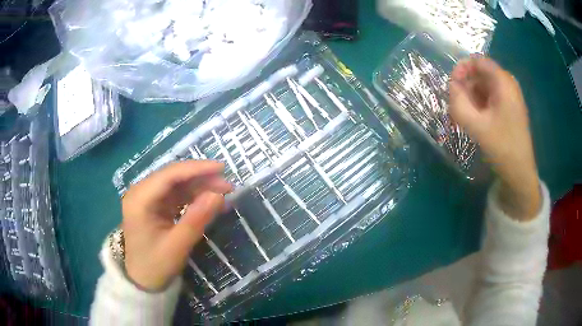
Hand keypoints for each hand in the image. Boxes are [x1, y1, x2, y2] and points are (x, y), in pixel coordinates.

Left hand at [121, 161, 231, 290]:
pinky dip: (194, 197)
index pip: (169, 175)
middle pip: (173, 176)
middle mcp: (141, 192)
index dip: (196, 169)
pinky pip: (177, 195)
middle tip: (227, 185)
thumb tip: (218, 195)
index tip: (222, 168)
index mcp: (139, 199)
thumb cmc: (156, 266)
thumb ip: (196, 220)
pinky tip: (210, 201)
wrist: (143, 281)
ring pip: (177, 184)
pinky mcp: (155, 206)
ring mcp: (148, 198)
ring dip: (200, 187)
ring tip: (224, 193)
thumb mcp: (177, 246)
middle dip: (201, 178)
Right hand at [449, 57, 540, 220]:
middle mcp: (508, 84)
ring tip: (467, 116)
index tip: (453, 87)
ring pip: (485, 85)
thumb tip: (451, 86)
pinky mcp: (509, 107)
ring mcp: (510, 96)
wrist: (520, 173)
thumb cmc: (502, 148)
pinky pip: (491, 96)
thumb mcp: (476, 125)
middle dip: (466, 86)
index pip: (478, 61)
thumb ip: (458, 102)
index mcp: (504, 82)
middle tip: (458, 106)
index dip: (462, 69)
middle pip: (481, 73)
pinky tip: (477, 119)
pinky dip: (480, 104)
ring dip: (472, 96)